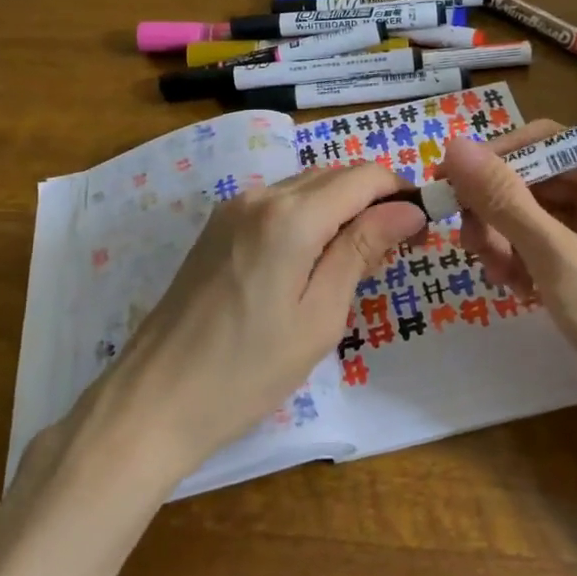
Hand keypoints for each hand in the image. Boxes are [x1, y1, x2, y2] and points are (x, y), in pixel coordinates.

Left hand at [101, 162, 425, 471]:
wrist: (154, 400)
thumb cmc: (247, 370)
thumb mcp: (319, 316)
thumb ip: (362, 250)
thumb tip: (408, 208)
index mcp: (291, 216)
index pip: (364, 177)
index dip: (400, 192)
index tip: (423, 225)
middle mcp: (260, 196)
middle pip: (335, 175)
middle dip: (373, 199)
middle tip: (396, 247)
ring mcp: (232, 209)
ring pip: (306, 186)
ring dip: (341, 207)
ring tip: (358, 258)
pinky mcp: (217, 228)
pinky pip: (278, 204)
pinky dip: (309, 217)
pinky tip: (313, 259)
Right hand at [442, 124, 576, 406]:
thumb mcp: (560, 261)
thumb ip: (504, 202)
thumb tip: (454, 147)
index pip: (543, 141)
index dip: (491, 162)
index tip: (445, 190)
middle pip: (541, 179)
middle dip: (501, 213)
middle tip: (473, 250)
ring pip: (544, 214)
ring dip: (512, 241)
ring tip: (500, 279)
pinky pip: (558, 243)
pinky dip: (533, 261)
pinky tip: (522, 292)